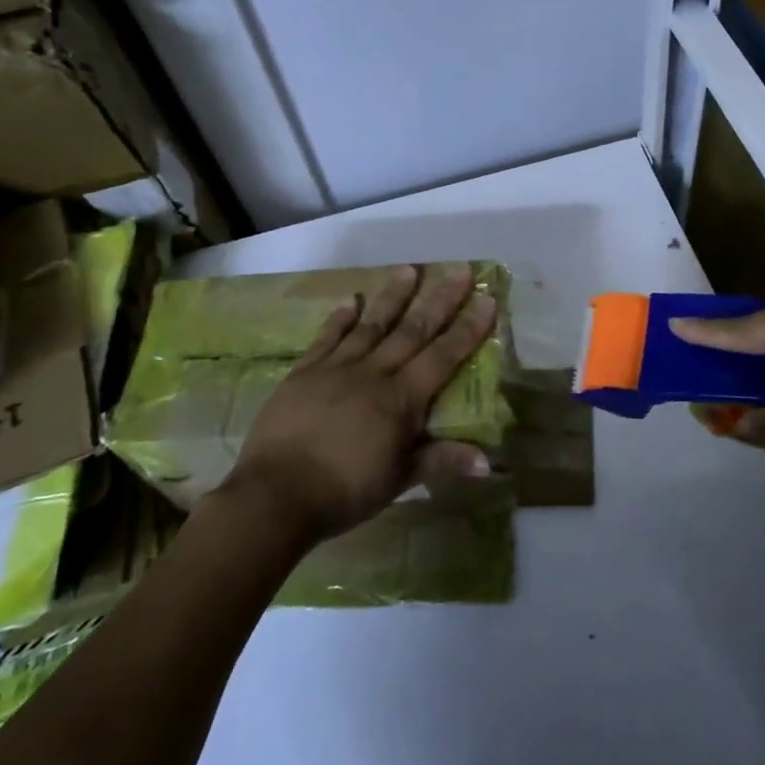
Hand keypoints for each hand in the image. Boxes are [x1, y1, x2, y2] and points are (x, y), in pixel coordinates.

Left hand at [223, 264, 497, 542]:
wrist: (276, 495)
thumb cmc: (346, 491)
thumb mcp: (399, 479)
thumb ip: (441, 461)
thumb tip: (488, 461)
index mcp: (401, 399)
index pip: (443, 356)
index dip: (467, 328)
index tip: (486, 298)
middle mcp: (373, 374)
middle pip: (413, 331)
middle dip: (440, 301)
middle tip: (459, 271)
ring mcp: (336, 369)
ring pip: (372, 325)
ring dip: (393, 297)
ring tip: (409, 269)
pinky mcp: (304, 373)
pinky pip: (326, 338)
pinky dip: (340, 318)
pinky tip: (350, 300)